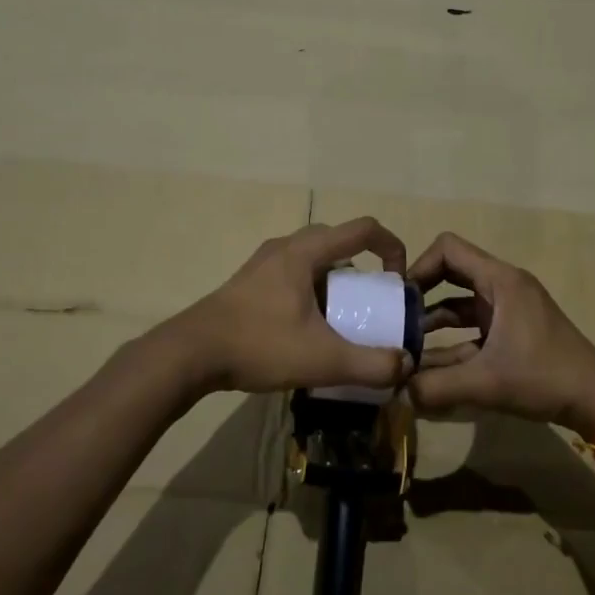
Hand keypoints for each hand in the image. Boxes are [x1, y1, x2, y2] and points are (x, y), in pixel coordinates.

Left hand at [169, 218, 412, 395]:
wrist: (189, 354)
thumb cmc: (259, 345)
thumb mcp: (322, 359)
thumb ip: (370, 364)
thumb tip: (405, 365)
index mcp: (305, 252)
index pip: (363, 229)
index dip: (392, 247)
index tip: (398, 280)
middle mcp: (285, 248)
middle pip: (337, 241)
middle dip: (363, 265)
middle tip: (371, 299)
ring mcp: (263, 264)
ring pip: (313, 258)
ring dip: (336, 279)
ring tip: (342, 316)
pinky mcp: (249, 282)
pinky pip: (293, 273)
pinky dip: (312, 289)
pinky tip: (307, 327)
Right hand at [410, 232, 594, 438]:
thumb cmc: (543, 377)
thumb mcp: (486, 382)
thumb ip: (436, 387)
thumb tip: (398, 390)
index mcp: (500, 281)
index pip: (448, 248)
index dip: (420, 266)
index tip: (400, 298)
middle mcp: (503, 287)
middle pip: (452, 273)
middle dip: (422, 294)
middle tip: (395, 320)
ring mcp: (509, 310)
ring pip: (460, 304)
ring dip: (433, 322)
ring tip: (406, 347)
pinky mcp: (512, 332)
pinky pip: (472, 328)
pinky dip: (451, 342)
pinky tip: (429, 368)